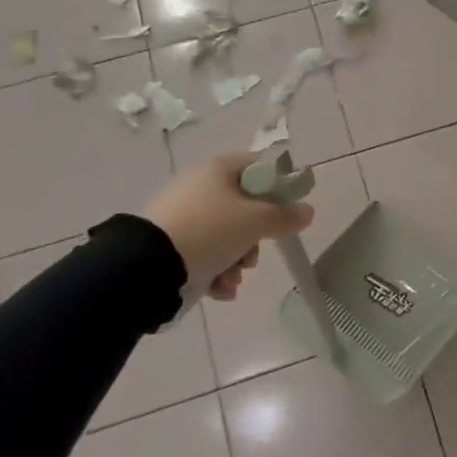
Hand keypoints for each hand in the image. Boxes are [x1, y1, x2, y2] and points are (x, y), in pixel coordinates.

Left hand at [145, 154, 314, 301]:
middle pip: (245, 208)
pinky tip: (218, 289)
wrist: (148, 266)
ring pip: (226, 236)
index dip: (279, 188)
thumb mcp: (256, 221)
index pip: (260, 167)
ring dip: (237, 262)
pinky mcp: (170, 244)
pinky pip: (204, 254)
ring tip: (232, 279)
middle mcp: (200, 187)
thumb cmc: (210, 230)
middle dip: (255, 239)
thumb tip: (308, 211)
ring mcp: (183, 216)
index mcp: (219, 170)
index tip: (288, 212)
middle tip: (254, 254)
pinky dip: (216, 272)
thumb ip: (285, 216)